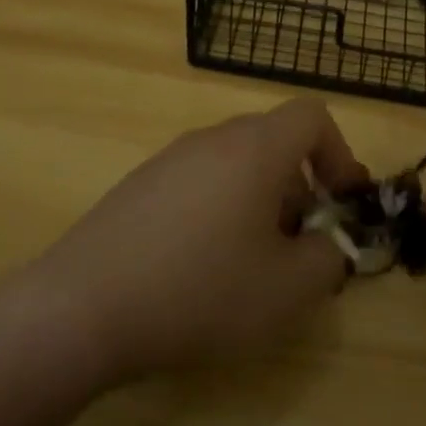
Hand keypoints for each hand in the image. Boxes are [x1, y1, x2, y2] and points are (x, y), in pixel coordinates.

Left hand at [28, 98, 368, 382]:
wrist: (83, 308)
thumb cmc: (201, 291)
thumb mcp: (289, 289)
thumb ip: (330, 258)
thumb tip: (328, 244)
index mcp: (253, 149)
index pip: (312, 117)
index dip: (340, 155)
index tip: (342, 205)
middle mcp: (209, 140)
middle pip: (273, 142)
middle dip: (301, 189)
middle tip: (300, 246)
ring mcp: (167, 161)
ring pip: (234, 166)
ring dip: (259, 204)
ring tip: (252, 265)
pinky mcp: (137, 188)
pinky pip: (197, 185)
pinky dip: (219, 212)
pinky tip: (202, 268)